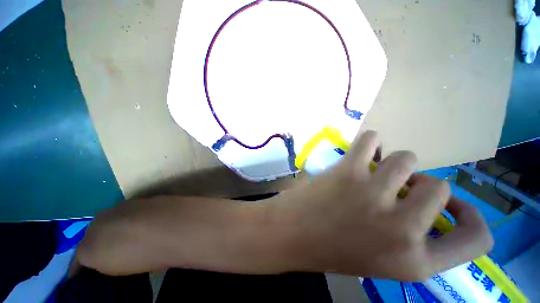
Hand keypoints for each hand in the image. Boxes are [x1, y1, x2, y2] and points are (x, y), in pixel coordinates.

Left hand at [272, 131, 492, 280]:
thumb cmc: (332, 247)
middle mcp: (402, 230)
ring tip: (371, 172)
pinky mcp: (348, 171)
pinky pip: (372, 139)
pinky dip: (370, 142)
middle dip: (417, 183)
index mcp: (415, 262)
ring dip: (392, 163)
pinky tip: (361, 153)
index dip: (471, 215)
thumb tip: (426, 198)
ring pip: (406, 158)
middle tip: (391, 188)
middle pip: (439, 186)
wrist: (291, 233)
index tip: (451, 204)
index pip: (477, 240)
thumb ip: (413, 239)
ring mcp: (374, 195)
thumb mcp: (383, 259)